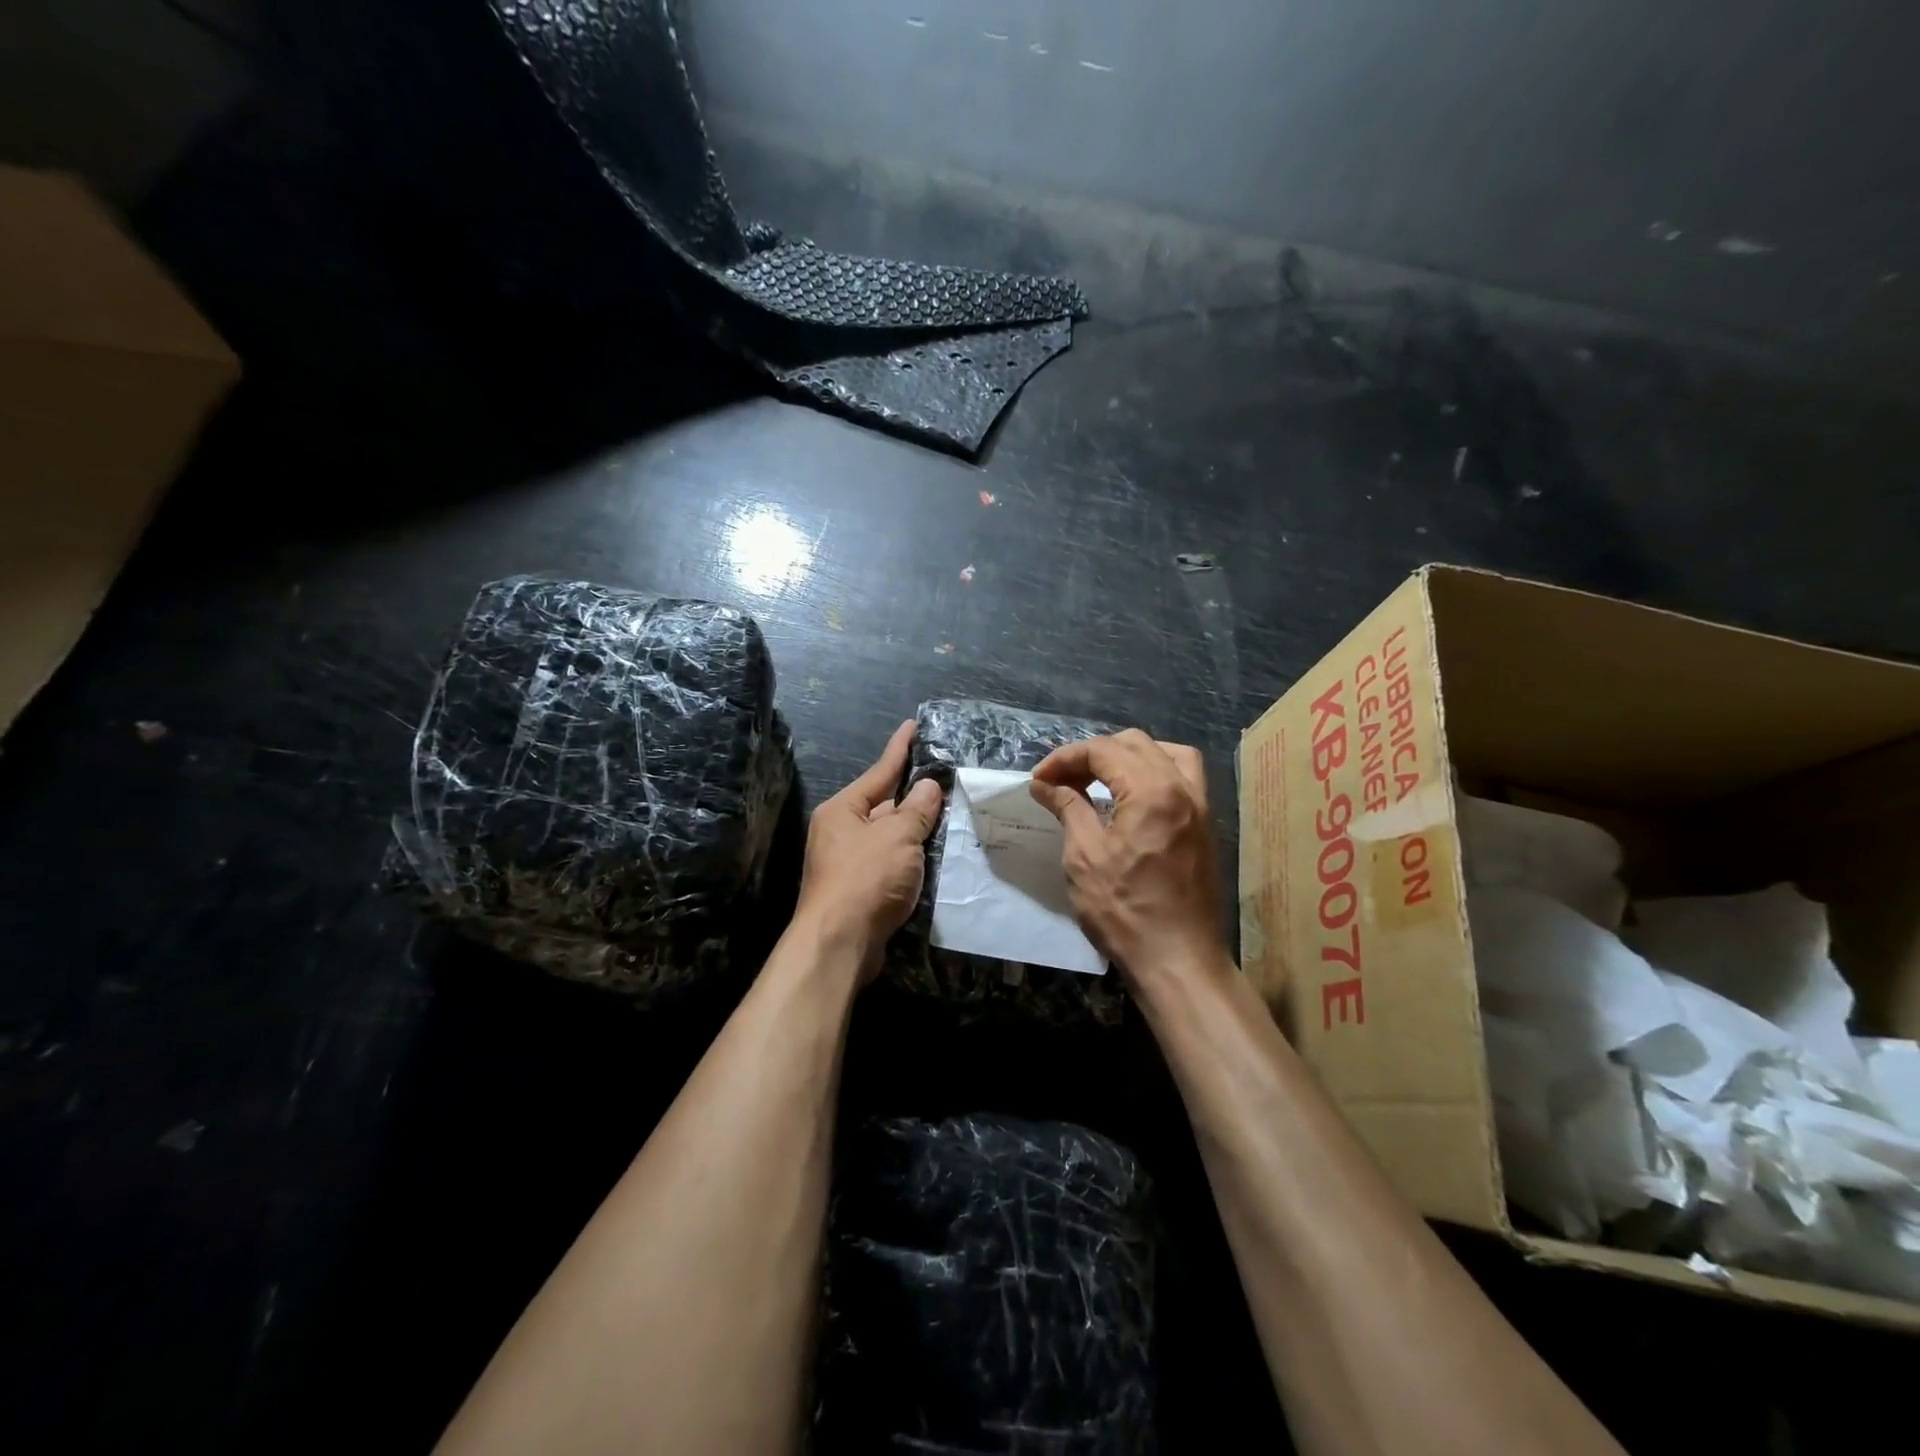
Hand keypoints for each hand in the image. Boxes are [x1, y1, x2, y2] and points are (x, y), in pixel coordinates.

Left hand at [794, 720, 944, 977]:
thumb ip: (916, 810)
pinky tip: (931, 856)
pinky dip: (909, 857)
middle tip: (944, 779)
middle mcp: (839, 831)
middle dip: (912, 795)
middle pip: (883, 805)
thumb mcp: (898, 837)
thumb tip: (928, 786)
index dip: (900, 749)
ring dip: (914, 829)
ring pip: (888, 836)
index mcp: (842, 810)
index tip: (913, 726)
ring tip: (946, 813)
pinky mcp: (858, 890)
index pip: (879, 772)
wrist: (839, 944)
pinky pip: (889, 862)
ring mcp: (846, 862)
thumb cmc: (866, 878)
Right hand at [1029, 730, 1228, 993]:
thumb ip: (1069, 808)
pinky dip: (1153, 772)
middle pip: (1135, 743)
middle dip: (1092, 754)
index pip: (1103, 750)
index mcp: (1152, 791)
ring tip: (1099, 778)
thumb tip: (1045, 784)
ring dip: (1128, 756)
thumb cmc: (1124, 912)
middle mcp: (1183, 788)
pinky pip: (1183, 776)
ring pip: (1166, 753)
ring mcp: (1200, 806)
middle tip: (1061, 780)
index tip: (1038, 780)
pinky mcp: (1205, 825)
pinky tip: (1130, 796)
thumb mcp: (1084, 857)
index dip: (1065, 759)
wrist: (1178, 961)